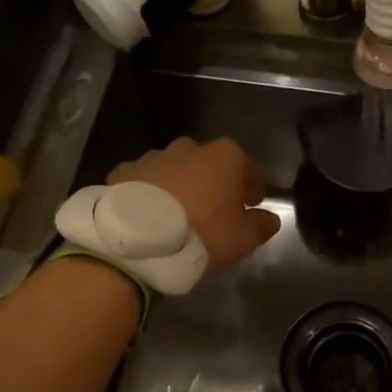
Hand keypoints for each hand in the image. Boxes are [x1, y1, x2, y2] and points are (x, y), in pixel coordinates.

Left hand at [108, 138, 280, 271]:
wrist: (136, 243)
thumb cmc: (201, 235)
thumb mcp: (242, 239)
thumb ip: (261, 225)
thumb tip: (269, 218)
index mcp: (224, 157)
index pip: (248, 168)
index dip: (252, 187)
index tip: (251, 205)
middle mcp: (189, 148)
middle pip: (208, 164)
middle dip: (212, 182)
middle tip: (212, 210)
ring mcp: (152, 157)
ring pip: (173, 169)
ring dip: (178, 185)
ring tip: (175, 215)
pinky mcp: (122, 172)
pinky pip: (143, 181)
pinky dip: (147, 193)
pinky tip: (146, 216)